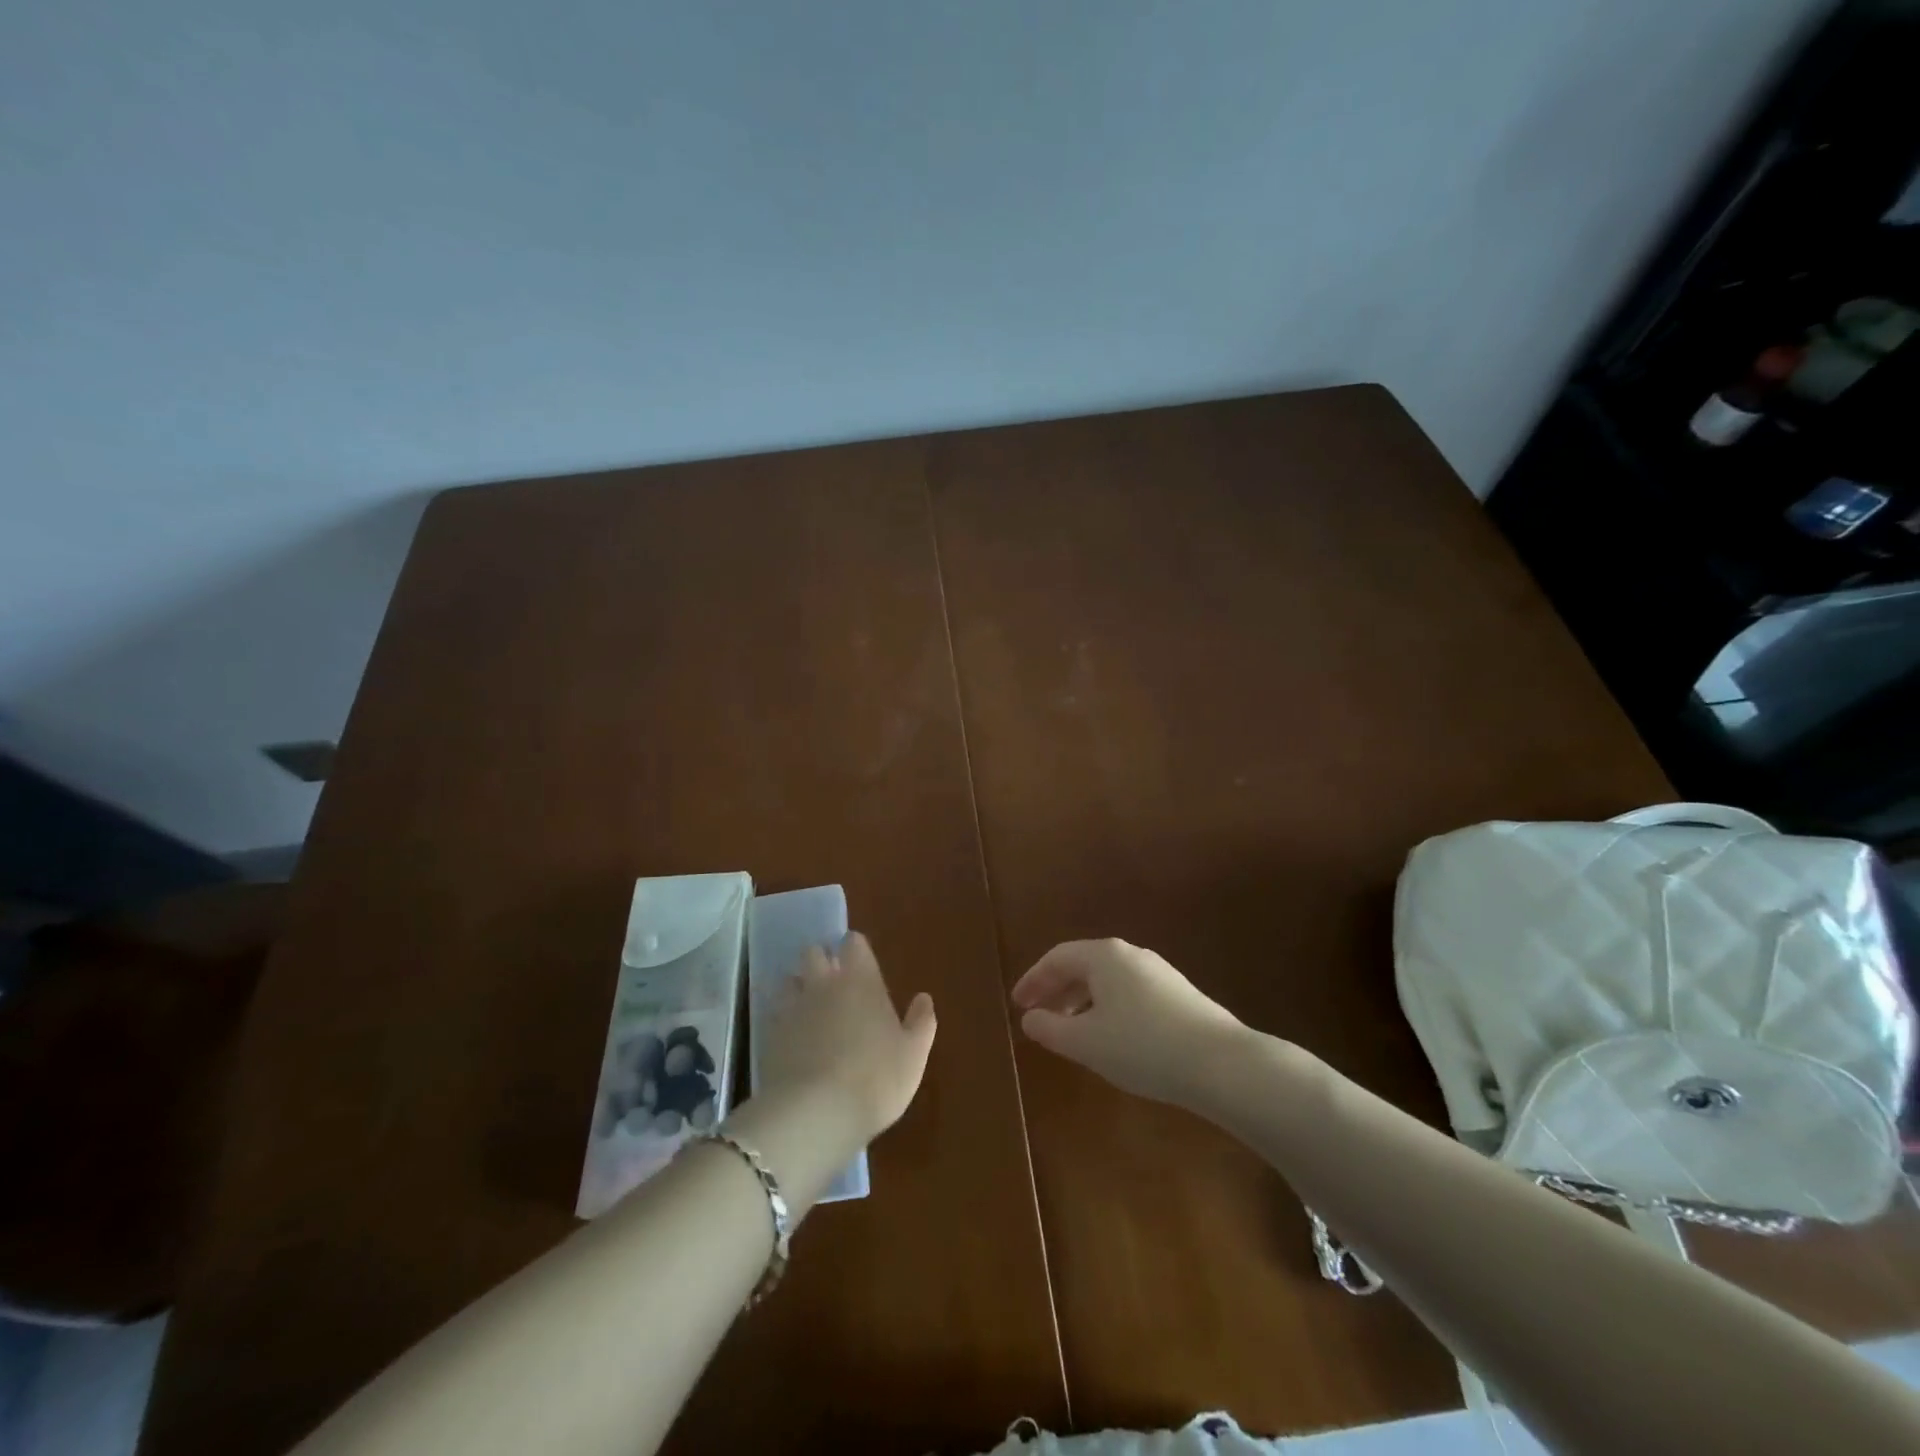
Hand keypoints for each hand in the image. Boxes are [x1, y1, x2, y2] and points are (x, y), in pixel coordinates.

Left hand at [757, 932, 936, 1143]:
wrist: (816, 1114)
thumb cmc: (875, 1078)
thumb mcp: (913, 1055)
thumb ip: (921, 1022)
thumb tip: (923, 998)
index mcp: (861, 980)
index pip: (853, 943)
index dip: (856, 950)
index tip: (861, 964)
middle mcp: (823, 984)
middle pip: (813, 952)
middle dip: (821, 961)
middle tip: (833, 983)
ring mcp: (792, 1008)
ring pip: (789, 980)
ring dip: (798, 988)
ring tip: (809, 1010)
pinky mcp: (768, 1035)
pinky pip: (773, 1014)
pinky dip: (781, 1019)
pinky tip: (790, 1039)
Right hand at [1011, 938, 1246, 1106]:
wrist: (1221, 1063)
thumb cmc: (1143, 1047)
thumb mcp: (1086, 1043)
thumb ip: (1051, 1029)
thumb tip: (1030, 1018)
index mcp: (1104, 956)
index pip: (1057, 958)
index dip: (1033, 980)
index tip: (1017, 1004)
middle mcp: (1130, 954)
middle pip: (1082, 965)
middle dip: (1056, 990)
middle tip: (1037, 1016)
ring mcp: (1158, 972)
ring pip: (1107, 980)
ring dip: (1081, 1001)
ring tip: (1069, 1030)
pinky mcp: (1178, 994)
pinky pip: (1128, 992)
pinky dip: (1106, 1008)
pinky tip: (1109, 1037)